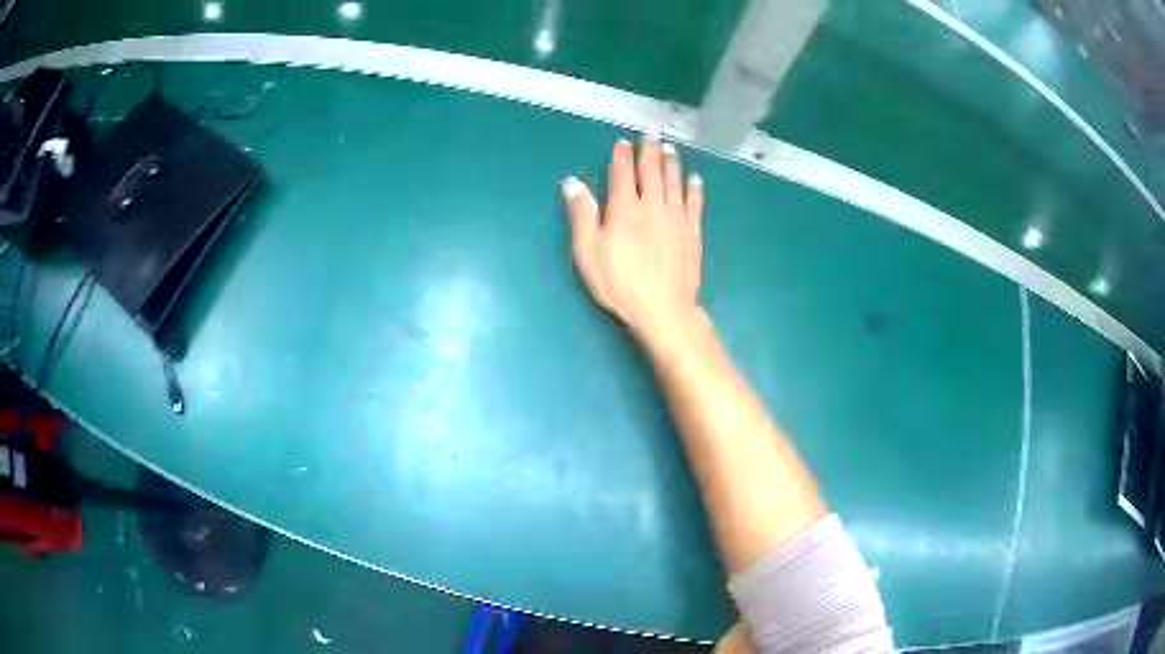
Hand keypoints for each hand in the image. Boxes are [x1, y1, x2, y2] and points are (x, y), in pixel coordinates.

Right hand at [562, 136, 704, 343]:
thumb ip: (582, 215)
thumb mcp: (588, 252)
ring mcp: (676, 218)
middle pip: (652, 171)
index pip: (623, 173)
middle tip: (651, 134)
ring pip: (675, 182)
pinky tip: (695, 179)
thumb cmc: (619, 283)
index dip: (622, 156)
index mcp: (625, 208)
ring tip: (671, 148)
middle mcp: (653, 205)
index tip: (623, 142)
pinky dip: (694, 189)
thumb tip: (572, 183)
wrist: (664, 308)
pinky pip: (695, 203)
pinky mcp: (693, 232)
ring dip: (672, 163)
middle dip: (650, 151)